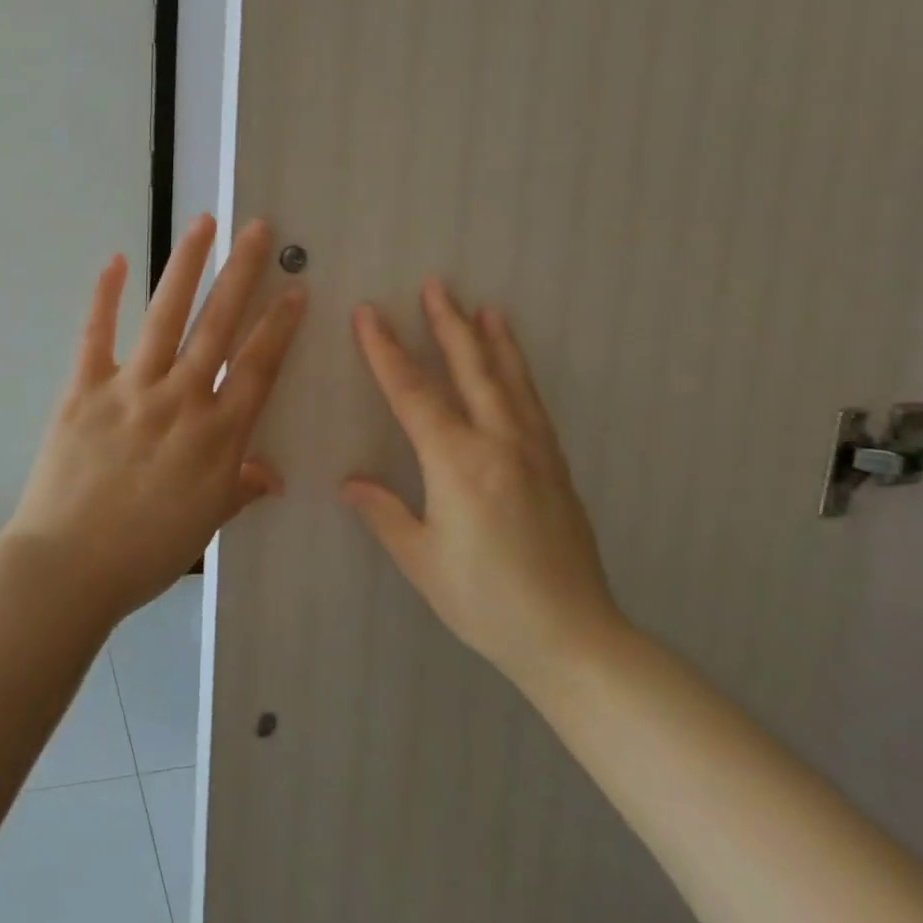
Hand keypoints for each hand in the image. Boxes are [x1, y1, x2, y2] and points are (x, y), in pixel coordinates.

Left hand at [6, 215, 305, 617]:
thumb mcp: (205, 525)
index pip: (258, 367)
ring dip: (186, 267)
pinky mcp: (84, 389)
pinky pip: (95, 336)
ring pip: (165, 316)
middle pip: (218, 326)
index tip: (295, 288)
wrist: (68, 567)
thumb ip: (239, 489)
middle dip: (242, 274)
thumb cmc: (144, 553)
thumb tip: (273, 476)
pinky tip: (114, 260)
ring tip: (203, 224)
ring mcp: (130, 389)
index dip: (279, 326)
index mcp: (217, 436)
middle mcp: (181, 400)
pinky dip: (103, 296)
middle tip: (258, 231)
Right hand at [342, 281, 623, 690]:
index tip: (368, 314)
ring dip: (492, 340)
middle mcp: (499, 444)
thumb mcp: (422, 560)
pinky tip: (515, 367)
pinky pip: (533, 405)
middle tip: (436, 284)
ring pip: (509, 381)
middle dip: (448, 324)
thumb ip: (384, 513)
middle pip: (470, 370)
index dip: (386, 351)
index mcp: (458, 464)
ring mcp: (534, 452)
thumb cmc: (485, 601)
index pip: (413, 394)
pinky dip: (520, 374)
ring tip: (485, 307)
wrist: (573, 637)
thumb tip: (350, 483)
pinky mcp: (556, 467)